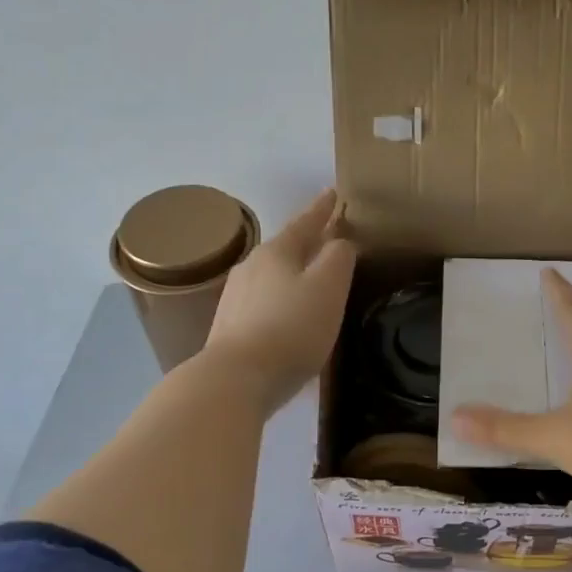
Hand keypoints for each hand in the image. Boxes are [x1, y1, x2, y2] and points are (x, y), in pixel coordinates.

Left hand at [203, 188, 356, 410]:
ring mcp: (236, 298)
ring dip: (294, 272)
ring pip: (273, 276)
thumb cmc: (291, 328)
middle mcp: (251, 268)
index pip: (305, 222)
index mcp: (276, 252)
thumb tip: (341, 241)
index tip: (333, 192)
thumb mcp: (328, 288)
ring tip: (311, 278)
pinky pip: (264, 303)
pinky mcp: (231, 327)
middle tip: (329, 238)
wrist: (236, 379)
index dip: (322, 209)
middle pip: (286, 248)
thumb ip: (339, 258)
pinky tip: (289, 315)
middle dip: (308, 242)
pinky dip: (282, 300)